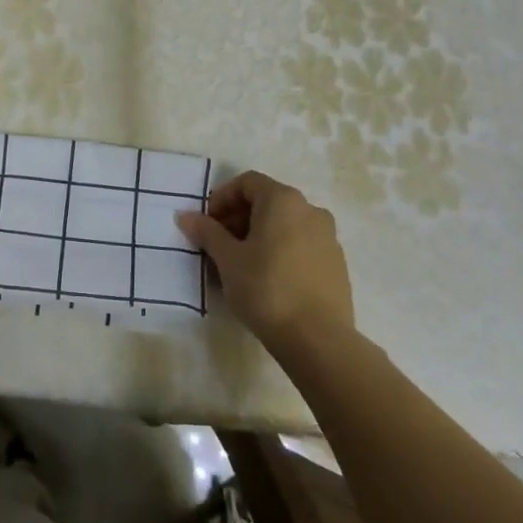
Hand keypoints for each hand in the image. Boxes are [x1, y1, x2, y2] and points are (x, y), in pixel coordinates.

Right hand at [176, 171, 353, 355]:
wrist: (317, 339)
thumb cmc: (266, 288)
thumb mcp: (227, 259)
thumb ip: (207, 232)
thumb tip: (185, 216)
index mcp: (283, 200)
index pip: (247, 182)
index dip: (222, 198)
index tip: (207, 224)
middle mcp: (310, 210)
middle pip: (267, 202)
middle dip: (238, 218)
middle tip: (218, 245)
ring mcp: (328, 237)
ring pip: (285, 225)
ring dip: (258, 236)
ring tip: (240, 265)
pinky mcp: (336, 264)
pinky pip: (301, 245)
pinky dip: (280, 251)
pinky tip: (267, 280)